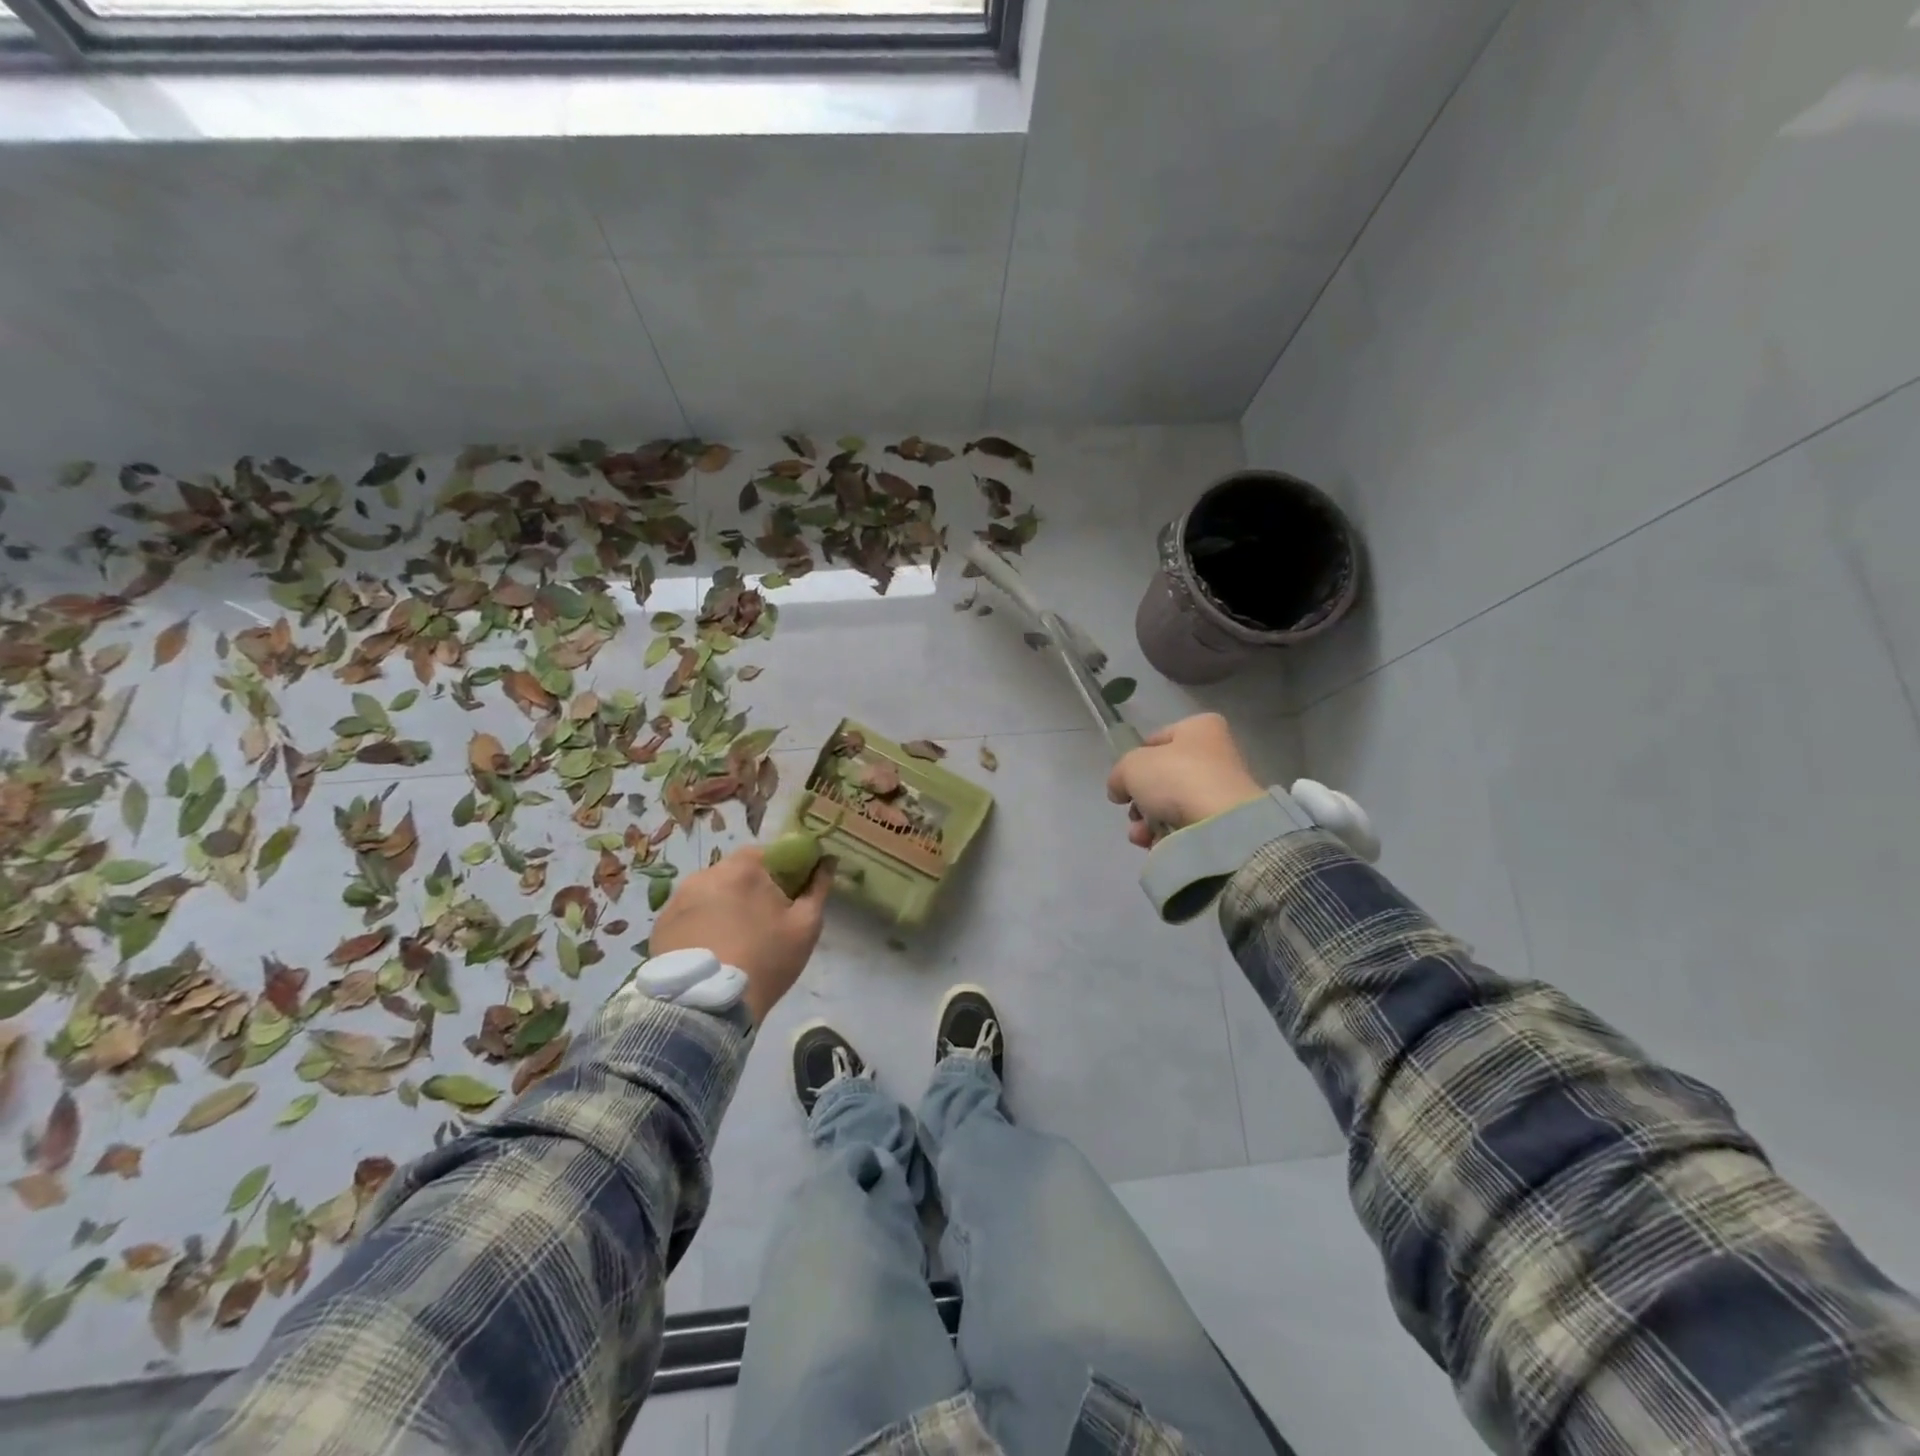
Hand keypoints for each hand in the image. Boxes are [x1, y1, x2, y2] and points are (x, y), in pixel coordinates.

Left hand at [650, 847, 832, 1023]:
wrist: (707, 1007)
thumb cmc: (766, 960)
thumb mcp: (806, 926)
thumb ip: (818, 887)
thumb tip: (827, 860)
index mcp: (744, 867)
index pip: (769, 853)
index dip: (783, 872)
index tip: (789, 897)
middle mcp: (706, 873)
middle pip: (737, 872)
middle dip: (752, 890)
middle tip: (764, 922)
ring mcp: (678, 898)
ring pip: (712, 893)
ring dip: (725, 906)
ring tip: (734, 940)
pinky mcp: (661, 924)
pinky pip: (690, 913)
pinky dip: (702, 924)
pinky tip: (711, 950)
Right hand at [1107, 713, 1263, 849]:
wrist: (1220, 824)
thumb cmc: (1176, 778)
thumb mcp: (1131, 766)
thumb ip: (1119, 774)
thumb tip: (1120, 790)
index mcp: (1200, 728)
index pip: (1156, 740)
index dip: (1135, 760)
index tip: (1124, 781)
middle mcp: (1215, 753)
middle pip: (1163, 777)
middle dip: (1141, 799)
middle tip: (1133, 812)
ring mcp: (1222, 789)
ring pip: (1171, 805)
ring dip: (1148, 821)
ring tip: (1140, 834)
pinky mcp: (1224, 821)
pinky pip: (1185, 825)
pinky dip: (1167, 835)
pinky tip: (1155, 843)